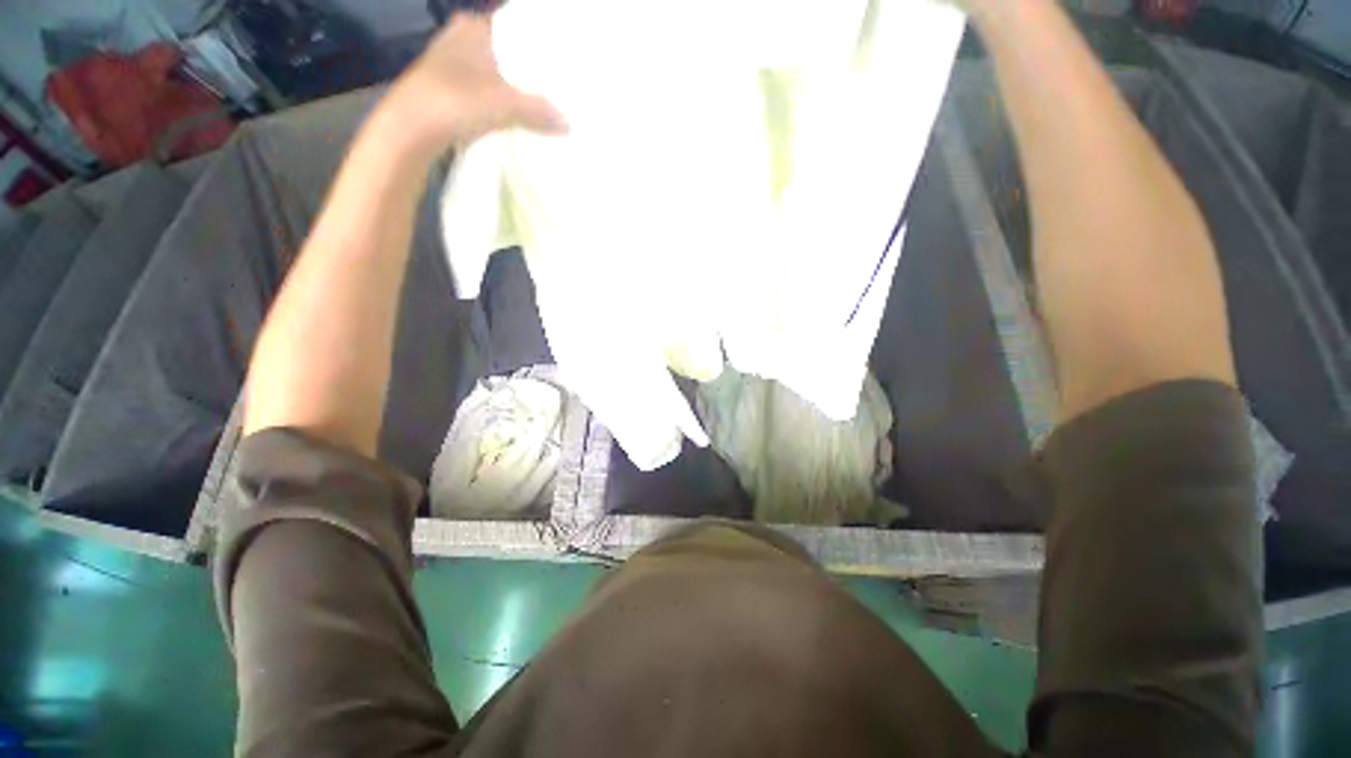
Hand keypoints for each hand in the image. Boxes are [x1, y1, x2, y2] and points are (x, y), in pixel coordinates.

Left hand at [377, 13, 566, 157]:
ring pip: (493, 74)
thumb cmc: (455, 101)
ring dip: (514, 89)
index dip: (536, 43)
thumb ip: (539, 111)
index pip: (513, 28)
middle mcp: (459, 41)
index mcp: (472, 28)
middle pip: (505, 53)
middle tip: (556, 85)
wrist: (411, 131)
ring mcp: (451, 67)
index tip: (559, 60)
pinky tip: (515, 117)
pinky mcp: (448, 93)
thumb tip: (569, 123)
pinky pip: (484, 93)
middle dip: (528, 69)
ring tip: (542, 103)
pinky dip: (500, 103)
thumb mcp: (505, 104)